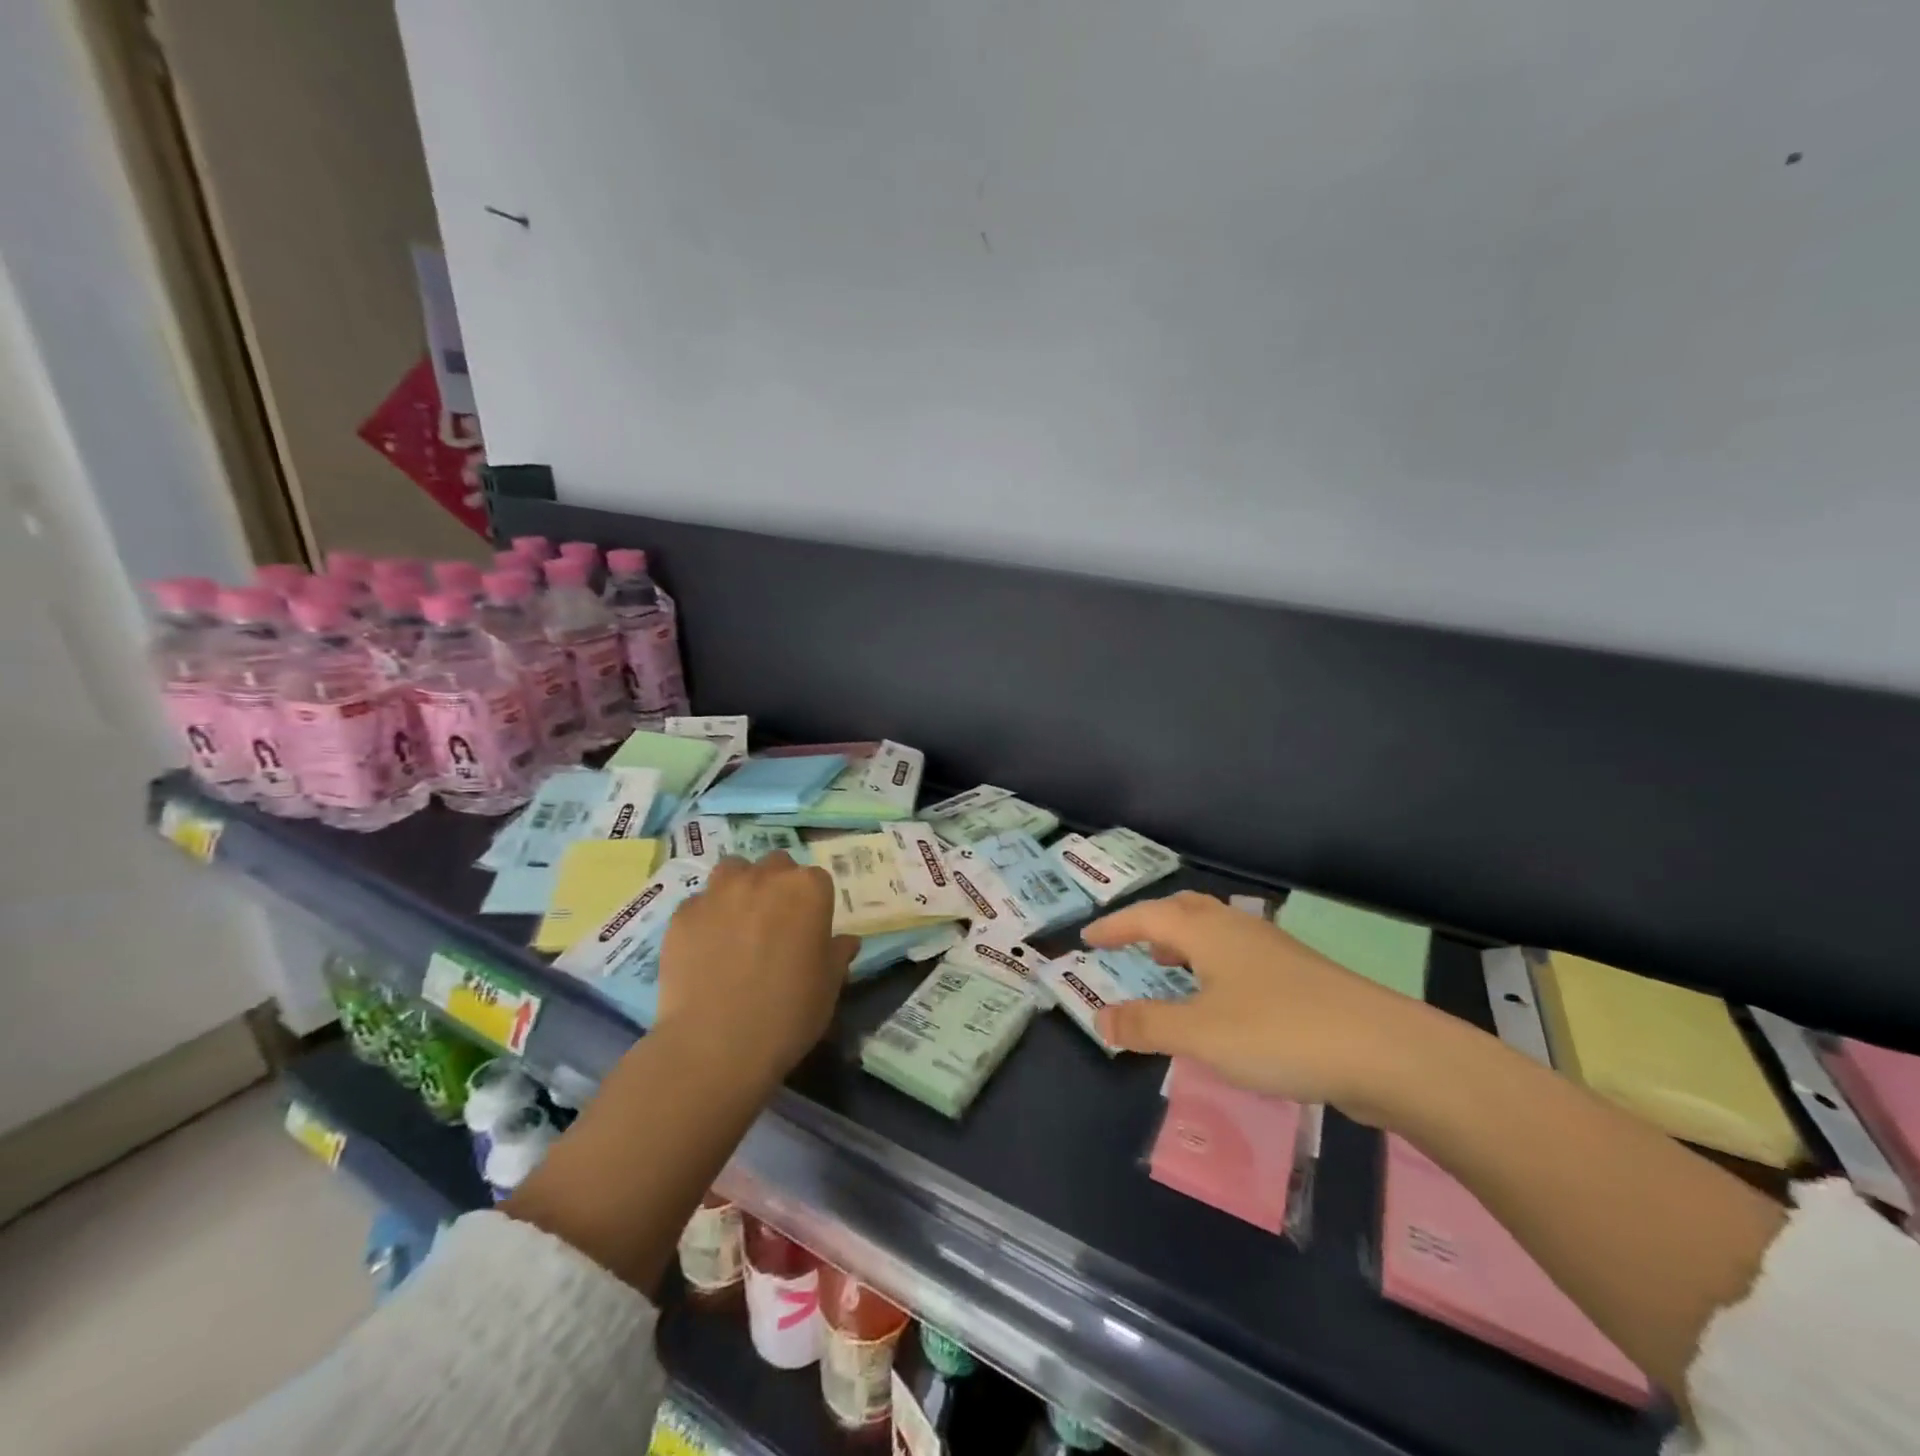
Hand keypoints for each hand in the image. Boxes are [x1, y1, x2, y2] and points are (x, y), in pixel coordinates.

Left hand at [655, 852, 857, 1078]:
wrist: (716, 1044)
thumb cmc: (788, 1014)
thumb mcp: (828, 987)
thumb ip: (837, 955)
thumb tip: (845, 941)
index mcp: (808, 890)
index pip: (817, 880)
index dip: (813, 904)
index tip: (809, 930)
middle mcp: (764, 878)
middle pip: (776, 866)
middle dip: (777, 886)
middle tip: (775, 924)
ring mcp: (719, 892)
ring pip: (733, 870)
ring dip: (740, 887)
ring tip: (738, 922)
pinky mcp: (683, 913)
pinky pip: (699, 902)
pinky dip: (706, 916)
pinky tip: (706, 947)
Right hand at [1085, 891, 1433, 1115]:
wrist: (1385, 1051)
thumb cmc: (1279, 1033)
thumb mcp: (1200, 1034)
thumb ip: (1147, 1025)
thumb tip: (1099, 1019)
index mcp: (1208, 933)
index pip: (1148, 917)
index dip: (1115, 926)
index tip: (1089, 937)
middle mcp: (1239, 931)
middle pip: (1186, 911)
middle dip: (1152, 924)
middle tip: (1131, 944)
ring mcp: (1275, 952)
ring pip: (1217, 933)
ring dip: (1185, 943)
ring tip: (1170, 967)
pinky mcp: (1301, 978)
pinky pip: (1240, 957)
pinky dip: (1215, 966)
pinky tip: (1223, 1000)